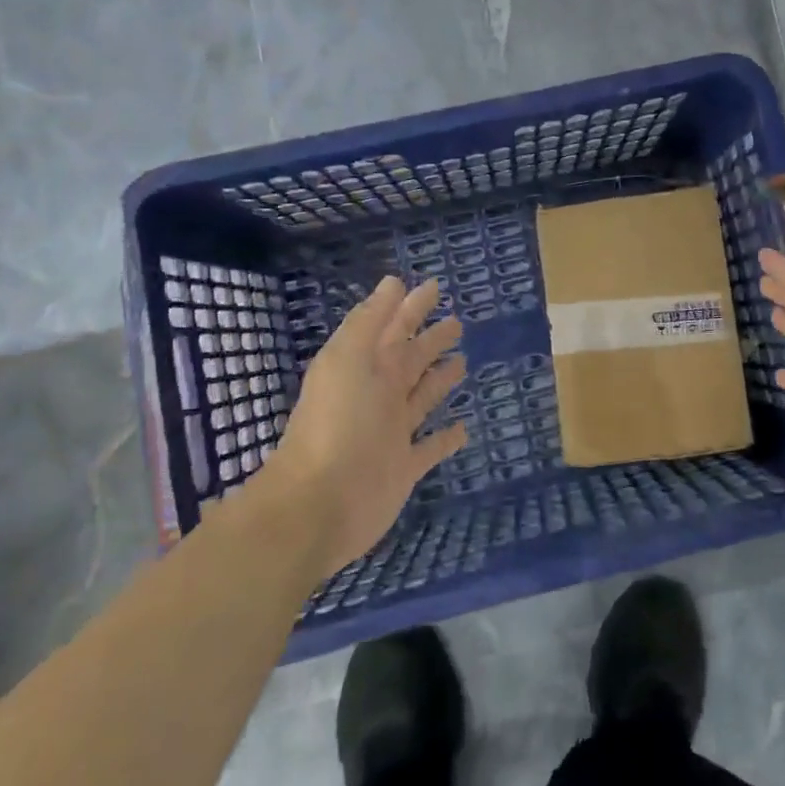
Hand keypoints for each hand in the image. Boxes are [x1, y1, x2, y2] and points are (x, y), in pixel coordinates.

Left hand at [260, 276, 468, 576]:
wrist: (320, 503)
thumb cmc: (337, 423)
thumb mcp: (348, 360)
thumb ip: (370, 321)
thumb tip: (393, 282)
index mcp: (365, 367)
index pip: (394, 327)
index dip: (412, 306)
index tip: (434, 286)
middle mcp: (379, 395)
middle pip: (411, 359)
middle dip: (431, 340)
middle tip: (457, 323)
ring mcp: (392, 432)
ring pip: (422, 398)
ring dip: (440, 380)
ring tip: (463, 362)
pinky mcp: (404, 467)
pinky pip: (431, 447)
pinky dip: (447, 437)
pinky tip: (464, 427)